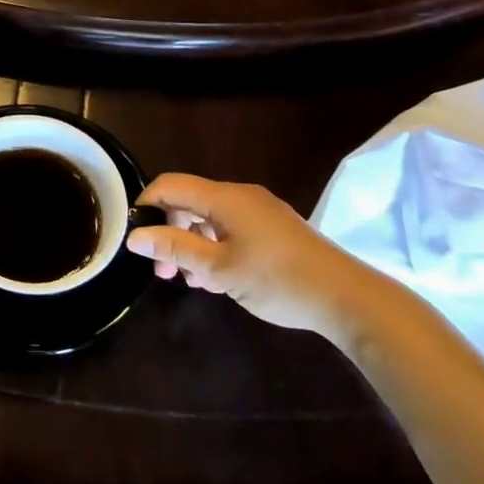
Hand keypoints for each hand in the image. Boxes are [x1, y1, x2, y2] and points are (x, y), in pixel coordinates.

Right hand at [126, 173, 408, 339]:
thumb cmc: (278, 280)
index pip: (170, 185)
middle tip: (164, 272)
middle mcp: (241, 197)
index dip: (147, 206)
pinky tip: (217, 279)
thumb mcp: (218, 269)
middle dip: (169, 232)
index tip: (138, 240)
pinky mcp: (275, 230)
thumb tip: (135, 237)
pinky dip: (215, 248)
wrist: (348, 298)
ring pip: (210, 219)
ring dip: (192, 245)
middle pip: (189, 202)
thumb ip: (175, 248)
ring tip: (190, 281)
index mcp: (225, 198)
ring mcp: (261, 212)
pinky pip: (231, 229)